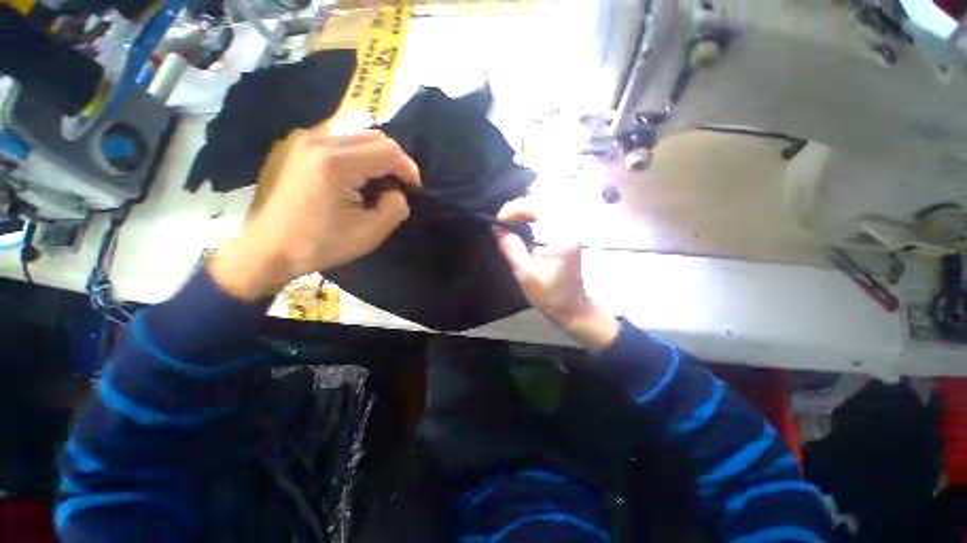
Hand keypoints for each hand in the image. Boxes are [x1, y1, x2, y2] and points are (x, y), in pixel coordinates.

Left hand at [210, 129, 419, 300]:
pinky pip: (338, 142)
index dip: (409, 168)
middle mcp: (317, 140)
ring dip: (375, 159)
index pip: (388, 150)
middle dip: (393, 161)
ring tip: (374, 186)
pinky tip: (351, 181)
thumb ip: (395, 208)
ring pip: (357, 137)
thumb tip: (397, 192)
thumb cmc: (319, 245)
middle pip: (374, 137)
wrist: (266, 249)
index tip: (414, 188)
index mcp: (335, 163)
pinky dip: (355, 158)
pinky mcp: (295, 146)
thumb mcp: (369, 234)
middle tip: (396, 187)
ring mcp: (302, 140)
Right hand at [494, 198, 618, 349]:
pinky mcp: (569, 235)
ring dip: (528, 209)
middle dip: (521, 206)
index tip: (499, 219)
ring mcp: (572, 230)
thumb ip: (510, 247)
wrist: (572, 308)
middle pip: (545, 202)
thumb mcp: (525, 272)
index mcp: (562, 237)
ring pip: (549, 206)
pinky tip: (524, 223)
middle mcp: (571, 228)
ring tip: (511, 219)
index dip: (517, 208)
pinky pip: (551, 215)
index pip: (540, 207)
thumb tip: (496, 228)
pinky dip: (535, 215)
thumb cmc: (549, 294)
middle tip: (503, 218)